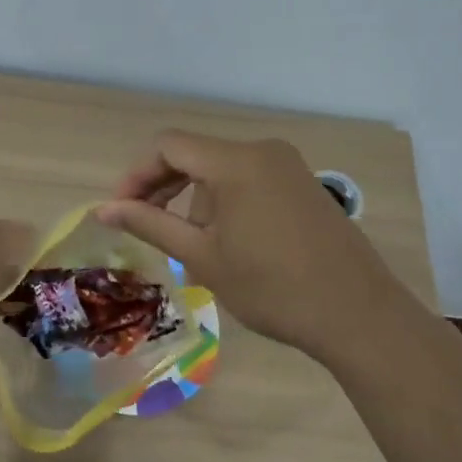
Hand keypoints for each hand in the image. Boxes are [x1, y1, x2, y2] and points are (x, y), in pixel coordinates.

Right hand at [97, 132, 425, 362]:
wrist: (358, 315)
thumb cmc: (272, 287)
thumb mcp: (201, 256)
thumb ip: (150, 224)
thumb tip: (102, 209)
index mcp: (235, 161)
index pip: (167, 146)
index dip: (136, 175)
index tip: (121, 211)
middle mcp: (262, 150)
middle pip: (194, 154)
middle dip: (162, 186)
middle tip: (144, 225)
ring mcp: (288, 166)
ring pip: (220, 168)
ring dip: (194, 198)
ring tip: (190, 245)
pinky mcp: (303, 185)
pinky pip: (248, 179)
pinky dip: (224, 201)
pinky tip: (226, 240)